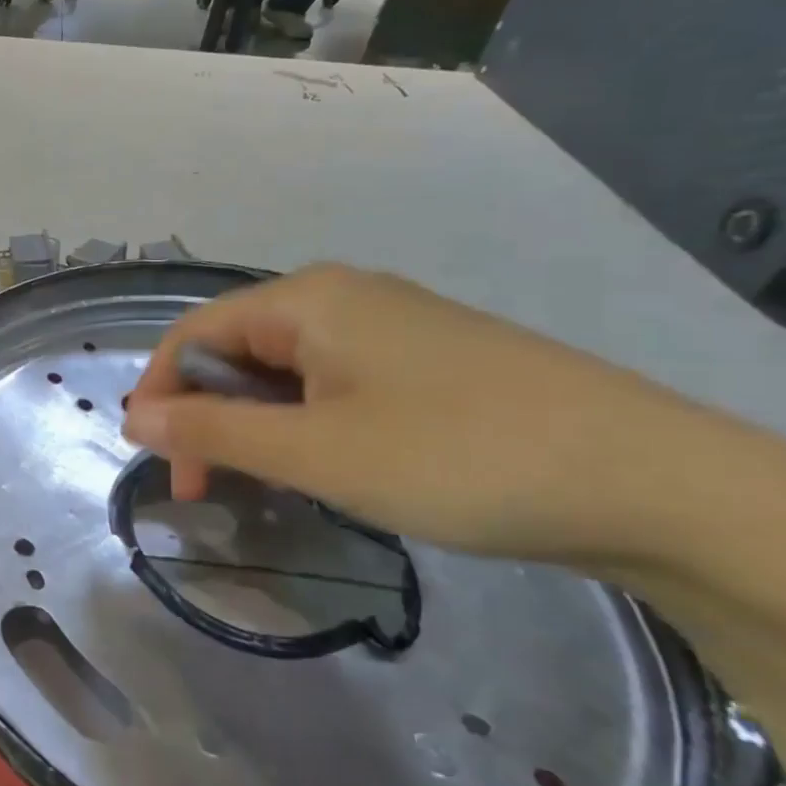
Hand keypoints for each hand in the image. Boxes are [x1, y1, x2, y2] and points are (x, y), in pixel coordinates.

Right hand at [123, 264, 729, 567]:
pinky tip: (325, 463)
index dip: (159, 394)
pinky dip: (304, 422)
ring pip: (285, 369)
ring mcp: (390, 325)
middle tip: (206, 489)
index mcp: (305, 299)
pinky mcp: (427, 359)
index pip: (193, 335)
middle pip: (237, 349)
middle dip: (206, 416)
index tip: (155, 463)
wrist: (653, 483)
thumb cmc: (454, 457)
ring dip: (255, 424)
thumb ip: (211, 431)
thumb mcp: (314, 451)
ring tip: (263, 482)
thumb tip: (133, 420)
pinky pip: (332, 381)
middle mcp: (341, 296)